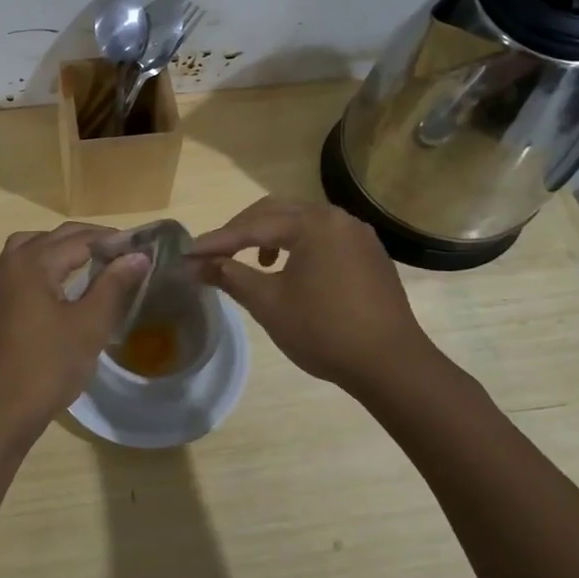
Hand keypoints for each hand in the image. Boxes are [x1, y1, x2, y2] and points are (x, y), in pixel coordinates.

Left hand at [0, 223, 148, 454]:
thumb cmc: (47, 367)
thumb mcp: (89, 326)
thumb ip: (113, 285)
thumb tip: (138, 256)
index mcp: (34, 262)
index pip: (81, 238)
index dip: (113, 240)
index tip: (143, 248)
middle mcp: (12, 263)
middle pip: (56, 237)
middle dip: (91, 240)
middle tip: (125, 253)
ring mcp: (0, 283)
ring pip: (35, 247)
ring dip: (64, 247)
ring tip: (95, 261)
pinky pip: (23, 266)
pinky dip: (47, 263)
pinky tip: (66, 284)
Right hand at [192, 197, 449, 398]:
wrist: (391, 365)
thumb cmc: (324, 331)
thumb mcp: (268, 303)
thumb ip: (229, 276)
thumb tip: (193, 266)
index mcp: (313, 223)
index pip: (252, 226)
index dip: (216, 241)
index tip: (186, 254)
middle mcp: (337, 218)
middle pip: (276, 213)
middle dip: (241, 231)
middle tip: (213, 253)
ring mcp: (358, 235)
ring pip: (300, 223)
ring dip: (269, 236)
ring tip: (252, 261)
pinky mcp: (369, 255)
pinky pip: (322, 238)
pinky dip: (296, 246)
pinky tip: (289, 270)